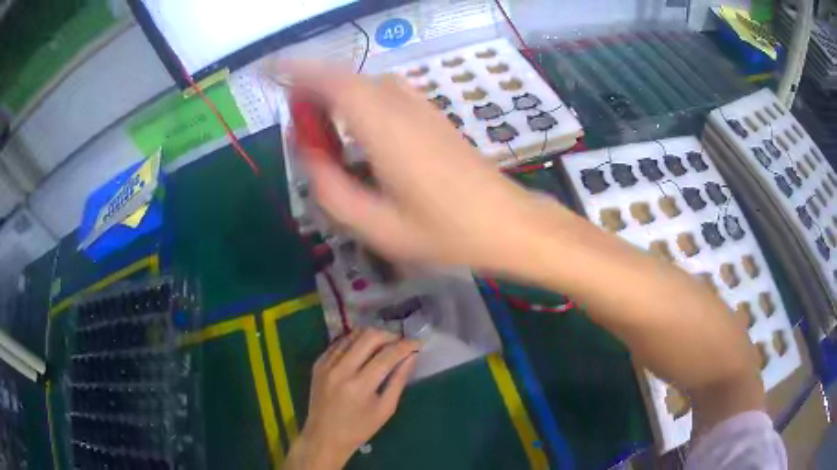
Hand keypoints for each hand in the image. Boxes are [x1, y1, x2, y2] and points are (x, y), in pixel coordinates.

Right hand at [268, 62, 569, 273]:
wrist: (506, 222)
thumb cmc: (446, 232)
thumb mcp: (378, 228)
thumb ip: (332, 191)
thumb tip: (309, 156)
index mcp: (384, 129)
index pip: (333, 82)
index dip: (298, 70)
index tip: (271, 71)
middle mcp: (401, 106)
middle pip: (347, 80)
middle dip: (313, 90)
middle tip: (297, 124)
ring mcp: (422, 107)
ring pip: (366, 85)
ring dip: (337, 95)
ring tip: (323, 129)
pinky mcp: (433, 115)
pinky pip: (385, 94)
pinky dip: (360, 100)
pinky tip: (358, 131)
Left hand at [285, 328, 418, 469]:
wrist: (324, 436)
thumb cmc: (359, 429)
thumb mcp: (386, 409)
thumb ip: (399, 381)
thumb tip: (411, 356)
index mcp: (360, 386)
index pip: (387, 356)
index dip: (405, 346)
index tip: (417, 343)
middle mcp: (341, 370)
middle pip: (369, 337)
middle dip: (389, 335)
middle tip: (400, 342)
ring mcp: (326, 364)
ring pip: (353, 335)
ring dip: (372, 335)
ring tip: (384, 344)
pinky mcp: (318, 363)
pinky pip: (339, 343)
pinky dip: (355, 341)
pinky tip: (364, 349)